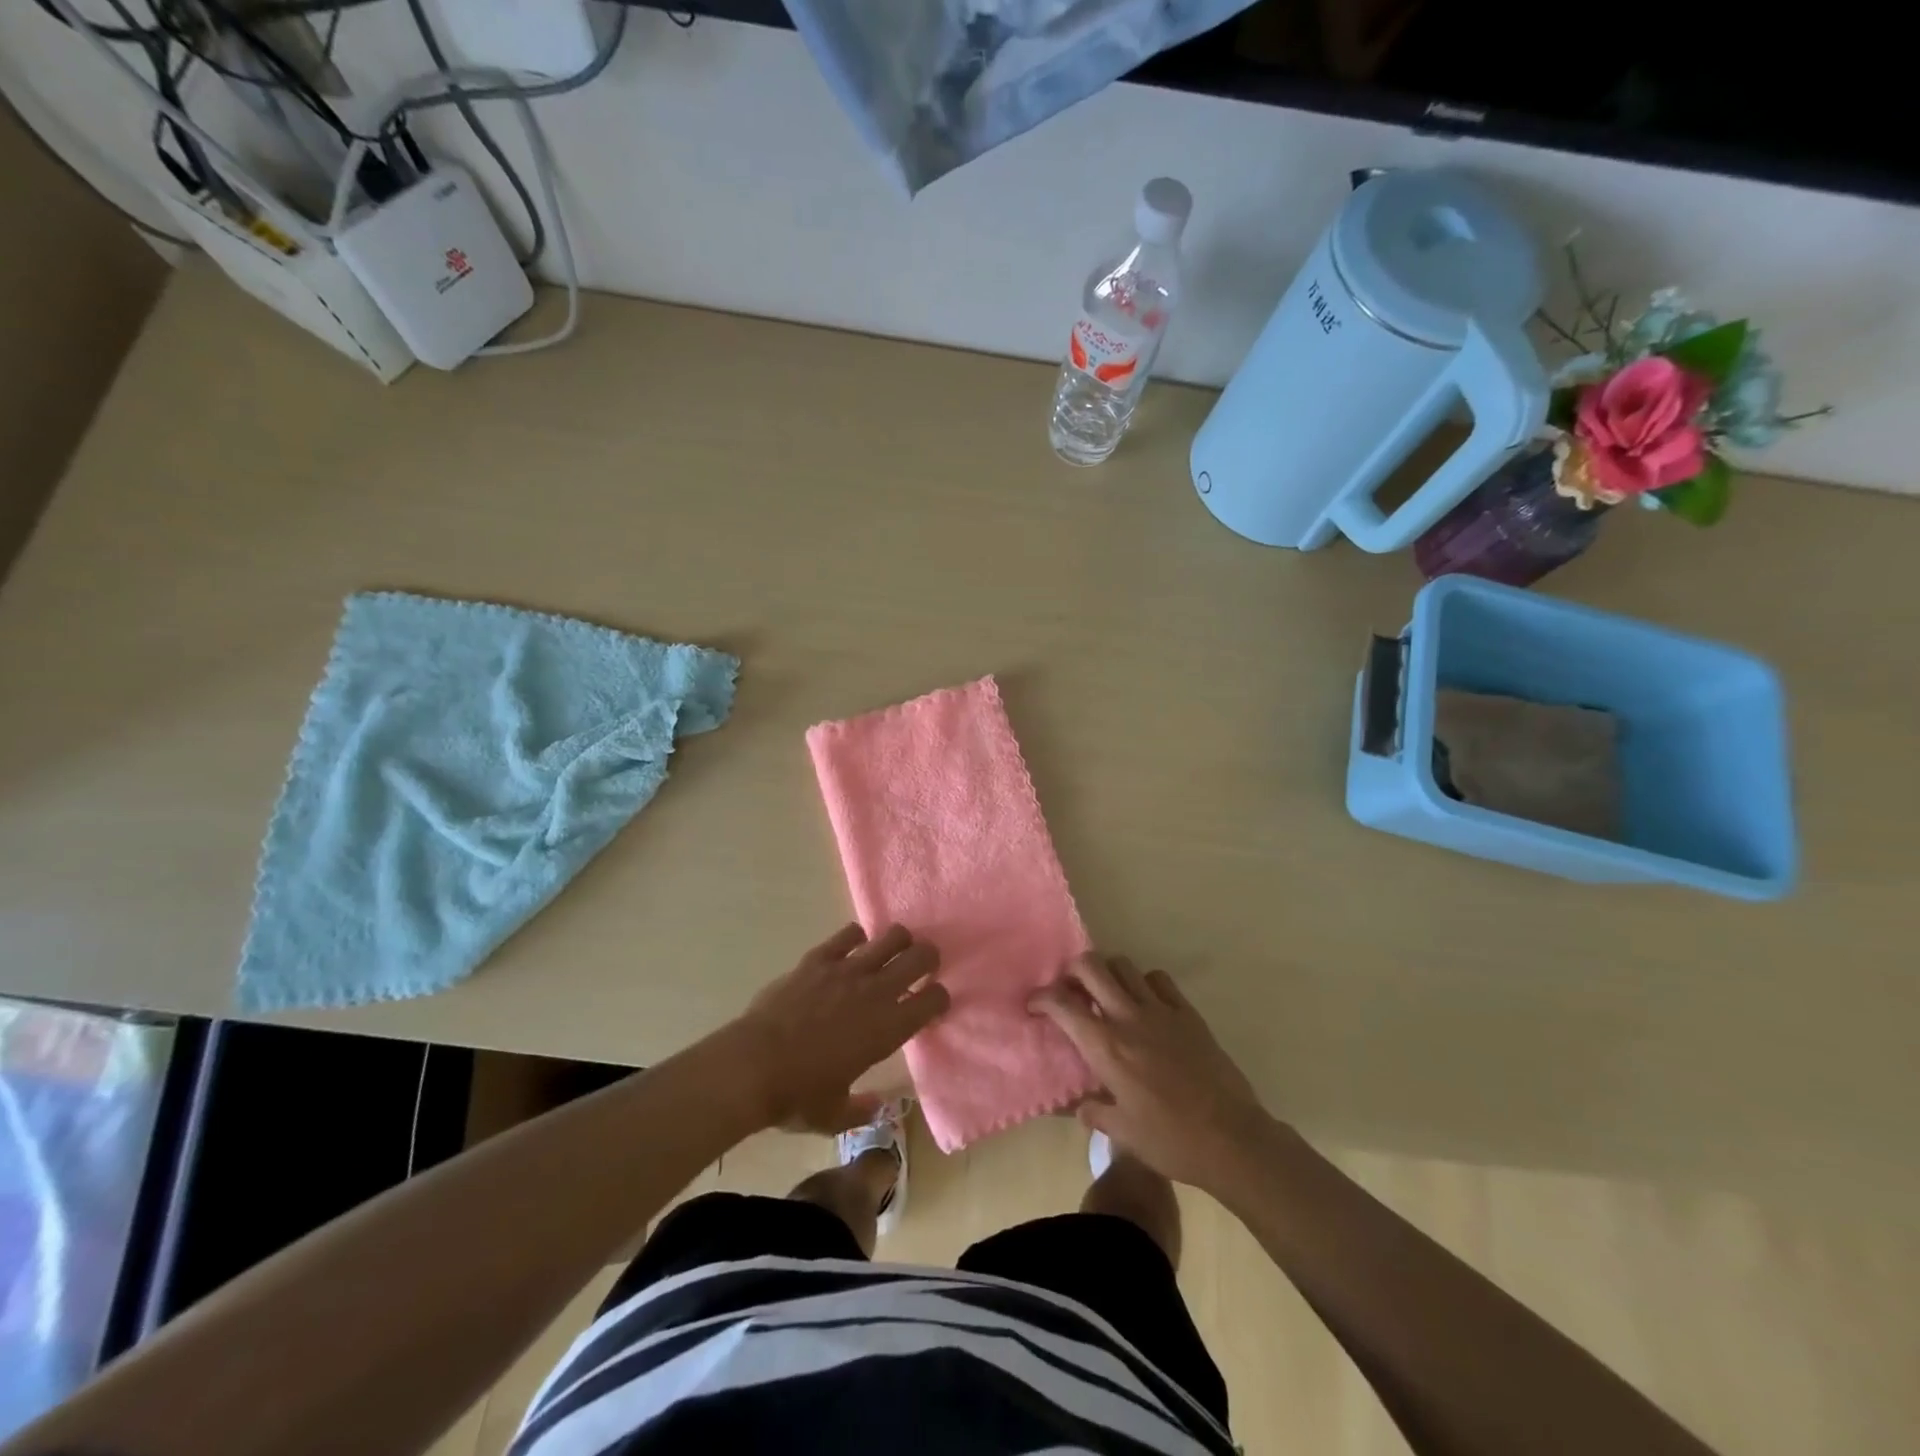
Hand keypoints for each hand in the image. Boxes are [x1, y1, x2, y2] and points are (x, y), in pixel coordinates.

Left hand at [730, 923, 948, 1133]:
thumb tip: (878, 1106)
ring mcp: (847, 969)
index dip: (940, 999)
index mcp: (888, 1029)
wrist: (751, 1066)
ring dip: (899, 942)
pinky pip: (849, 935)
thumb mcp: (834, 1115)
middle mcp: (876, 991)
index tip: (933, 1005)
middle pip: (921, 956)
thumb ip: (861, 1109)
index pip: (934, 1000)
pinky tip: (852, 949)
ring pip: (891, 936)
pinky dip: (856, 938)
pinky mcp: (818, 958)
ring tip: (892, 952)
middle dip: (928, 959)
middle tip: (922, 968)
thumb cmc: (797, 1095)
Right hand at [1031, 952, 1272, 1191]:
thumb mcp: (1123, 1133)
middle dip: (1072, 972)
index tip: (1034, 1006)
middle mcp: (1128, 1017)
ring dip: (1107, 973)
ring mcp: (1161, 1010)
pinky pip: (1159, 979)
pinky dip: (1144, 983)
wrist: (1232, 1139)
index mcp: (1106, 1047)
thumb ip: (1095, 1113)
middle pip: (1091, 967)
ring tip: (1106, 994)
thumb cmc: (1171, 1140)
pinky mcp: (1188, 1013)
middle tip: (1070, 991)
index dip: (1042, 998)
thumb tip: (1081, 1106)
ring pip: (1124, 966)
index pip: (1063, 1004)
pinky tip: (1145, 1003)